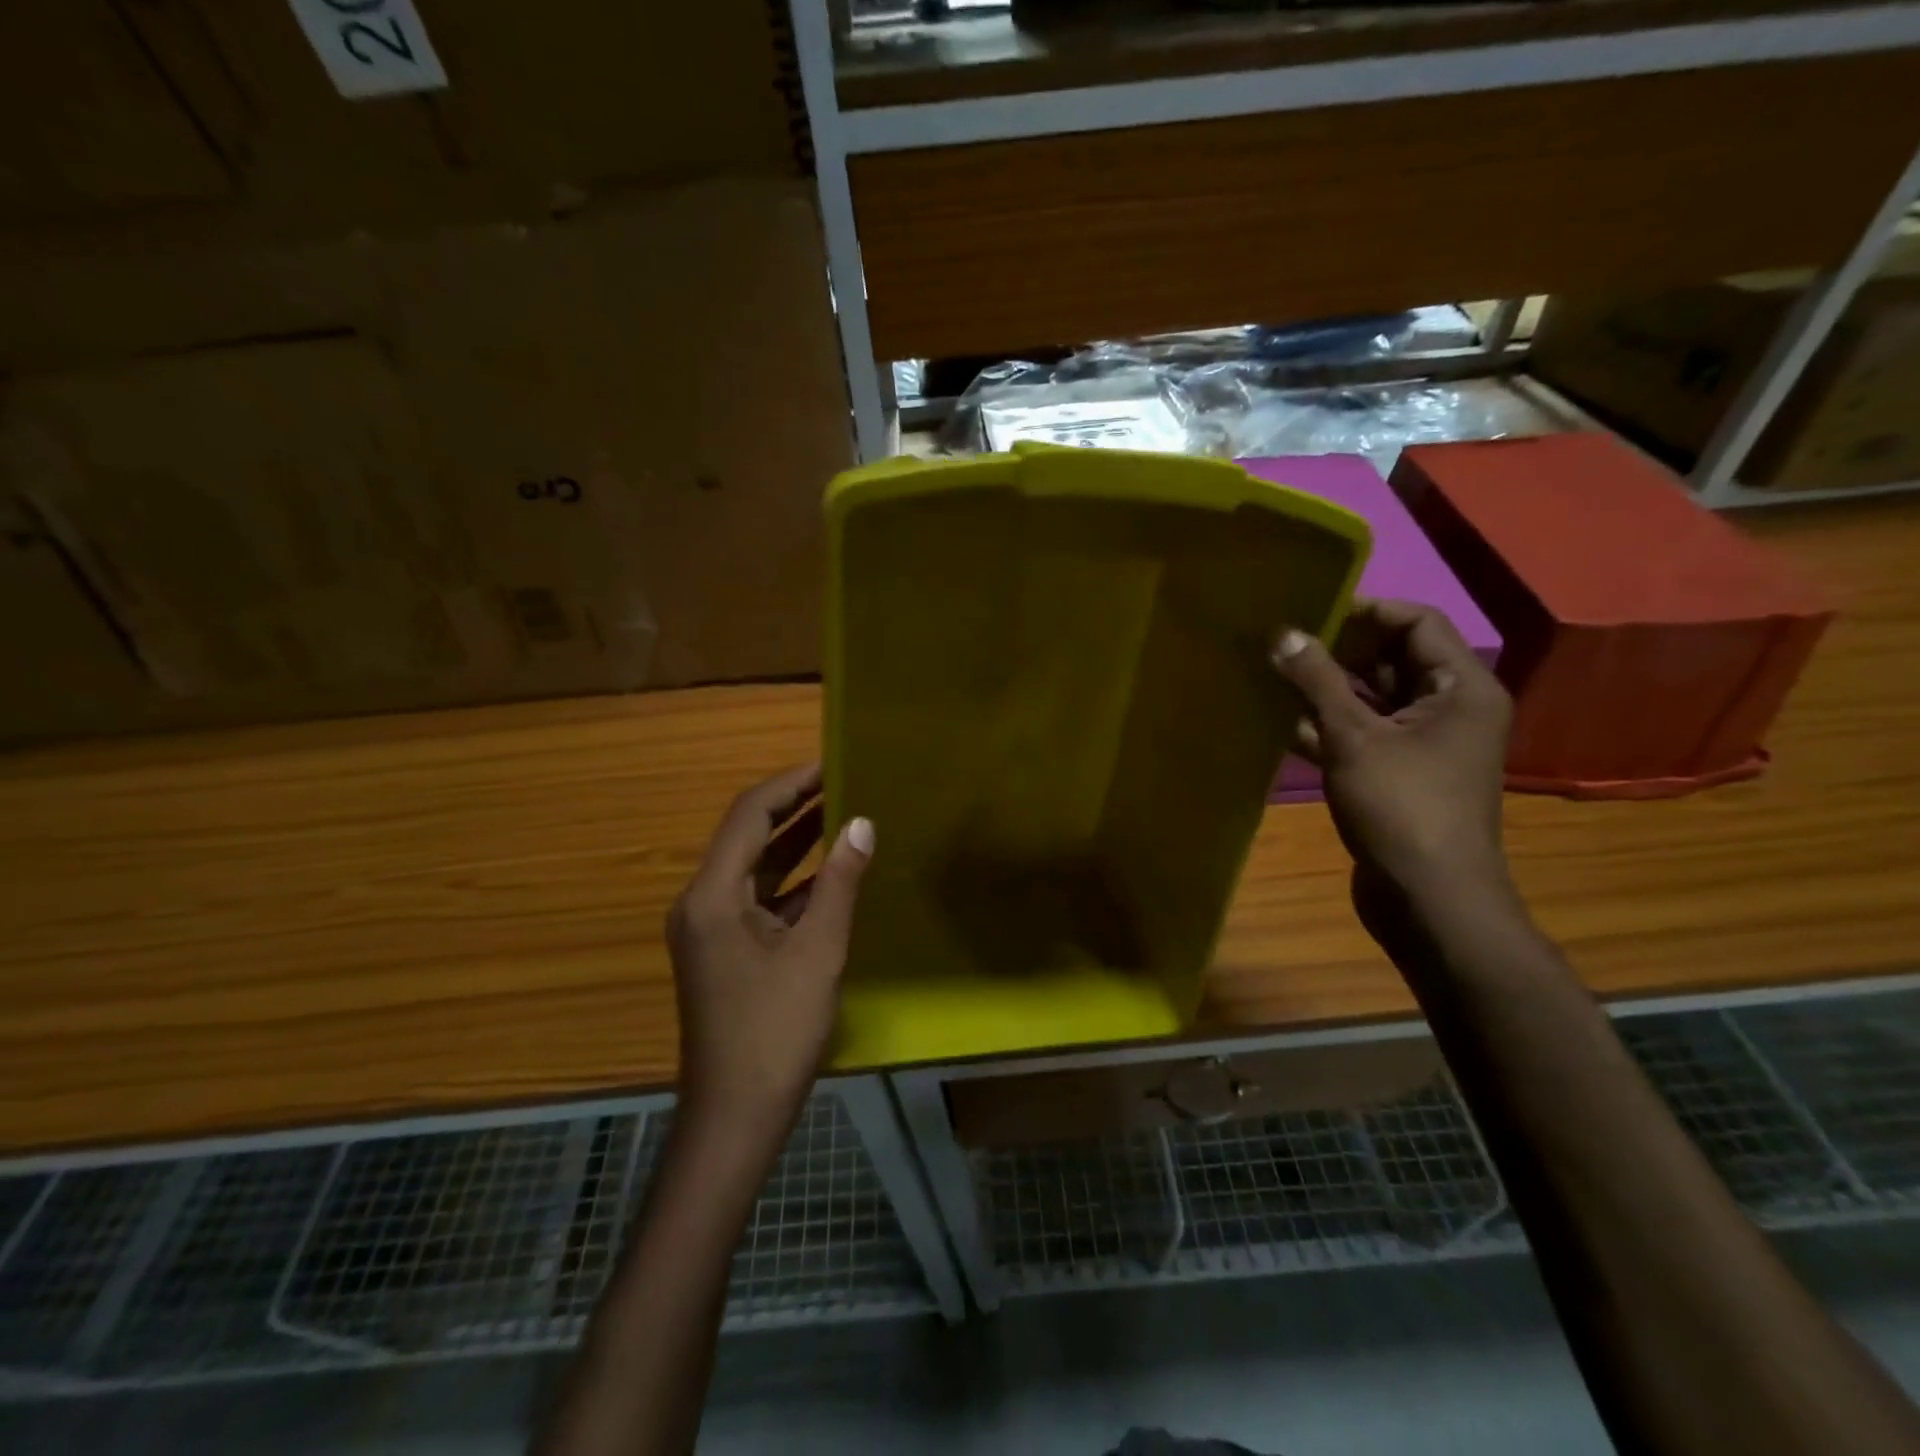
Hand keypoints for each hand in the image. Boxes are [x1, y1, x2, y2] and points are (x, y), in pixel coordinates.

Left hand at [667, 764, 873, 1149]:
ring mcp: (709, 928)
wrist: (734, 1118)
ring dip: (795, 842)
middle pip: (747, 835)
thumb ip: (839, 882)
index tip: (832, 764)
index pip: (750, 815)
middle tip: (843, 782)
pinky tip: (830, 873)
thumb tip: (862, 824)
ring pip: (754, 867)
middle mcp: (701, 902)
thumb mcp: (818, 951)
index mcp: (712, 895)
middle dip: (794, 806)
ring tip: (843, 813)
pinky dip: (792, 881)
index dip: (791, 784)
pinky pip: (758, 898)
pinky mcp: (723, 949)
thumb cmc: (775, 1032)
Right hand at [1272, 599, 1513, 910]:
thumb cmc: (1402, 808)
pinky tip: (1279, 721)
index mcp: (1460, 688)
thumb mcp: (1354, 737)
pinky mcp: (1397, 773)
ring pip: (1371, 698)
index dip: (1366, 610)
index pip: (1417, 622)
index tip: (1310, 611)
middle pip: (1392, 658)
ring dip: (1325, 689)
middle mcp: (1448, 708)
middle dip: (1338, 649)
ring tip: (1272, 674)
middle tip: (1283, 642)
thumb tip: (1283, 633)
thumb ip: (1317, 681)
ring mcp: (1422, 743)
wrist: (1428, 899)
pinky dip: (1326, 726)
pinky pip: (1361, 733)